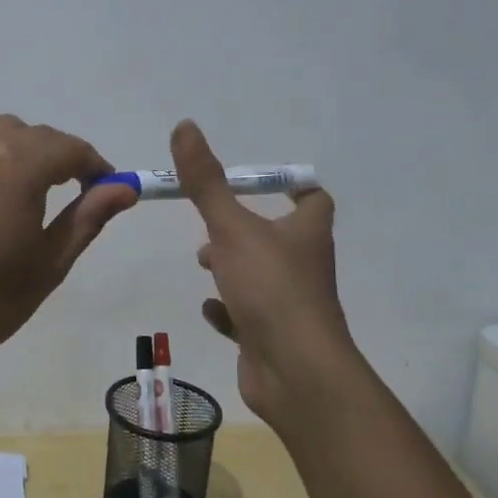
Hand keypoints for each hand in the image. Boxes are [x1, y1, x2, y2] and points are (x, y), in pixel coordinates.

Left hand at [0, 80, 136, 374]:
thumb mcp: (48, 265)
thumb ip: (87, 218)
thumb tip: (125, 187)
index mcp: (22, 168)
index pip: (71, 150)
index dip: (95, 167)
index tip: (105, 191)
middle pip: (34, 137)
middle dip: (59, 158)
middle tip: (69, 196)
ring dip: (18, 147)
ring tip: (25, 181)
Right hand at [172, 119, 354, 424]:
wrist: (295, 372)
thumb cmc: (270, 288)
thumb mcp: (232, 227)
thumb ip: (206, 181)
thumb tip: (185, 125)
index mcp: (306, 233)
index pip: (313, 199)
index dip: (291, 186)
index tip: (260, 181)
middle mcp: (304, 266)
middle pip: (281, 237)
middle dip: (245, 228)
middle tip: (213, 225)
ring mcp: (291, 305)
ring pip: (263, 277)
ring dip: (234, 267)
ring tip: (204, 262)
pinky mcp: (273, 337)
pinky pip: (250, 317)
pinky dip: (230, 310)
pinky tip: (211, 308)